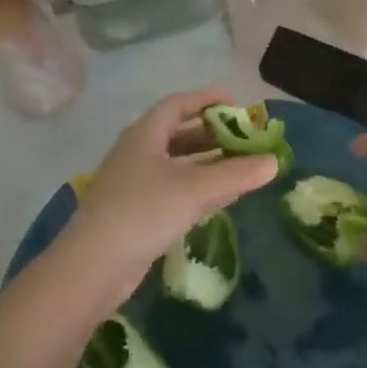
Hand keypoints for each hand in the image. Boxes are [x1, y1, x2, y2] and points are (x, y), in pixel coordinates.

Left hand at [59, 89, 277, 308]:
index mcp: (145, 135)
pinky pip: (175, 189)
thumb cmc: (143, 212)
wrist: (93, 267)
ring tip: (243, 167)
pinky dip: (200, 188)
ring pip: (179, 164)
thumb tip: (273, 162)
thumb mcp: (195, 190)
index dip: (208, 100)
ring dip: (210, 163)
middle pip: (180, 134)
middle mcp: (139, 153)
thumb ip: (236, 174)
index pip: (179, 104)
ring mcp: (136, 184)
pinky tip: (224, 197)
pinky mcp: (138, 212)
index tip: (239, 105)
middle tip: (247, 140)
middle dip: (214, 134)